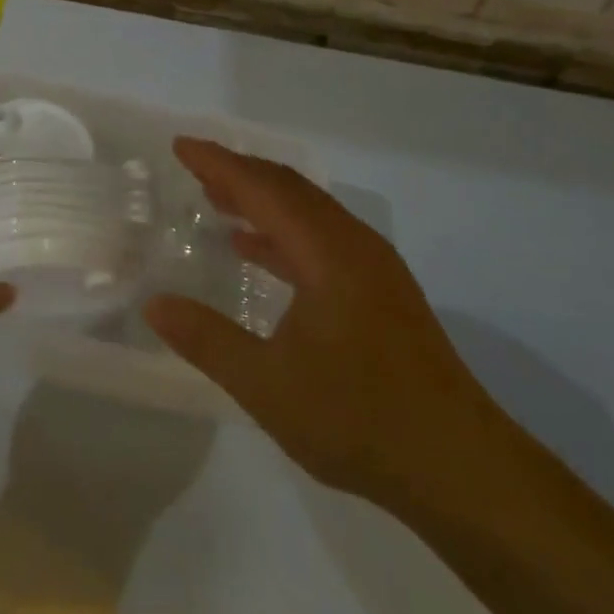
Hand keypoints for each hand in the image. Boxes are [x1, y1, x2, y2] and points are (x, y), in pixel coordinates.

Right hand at [144, 139, 509, 513]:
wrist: (459, 467)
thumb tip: (154, 304)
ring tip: (219, 200)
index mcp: (328, 253)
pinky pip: (323, 239)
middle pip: (290, 189)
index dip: (219, 164)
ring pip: (309, 212)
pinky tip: (259, 253)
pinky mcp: (383, 293)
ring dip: (263, 201)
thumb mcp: (267, 386)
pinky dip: (285, 234)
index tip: (181, 145)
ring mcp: (374, 268)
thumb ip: (207, 340)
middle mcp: (354, 245)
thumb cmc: (359, 419)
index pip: (263, 190)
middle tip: (195, 167)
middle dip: (240, 173)